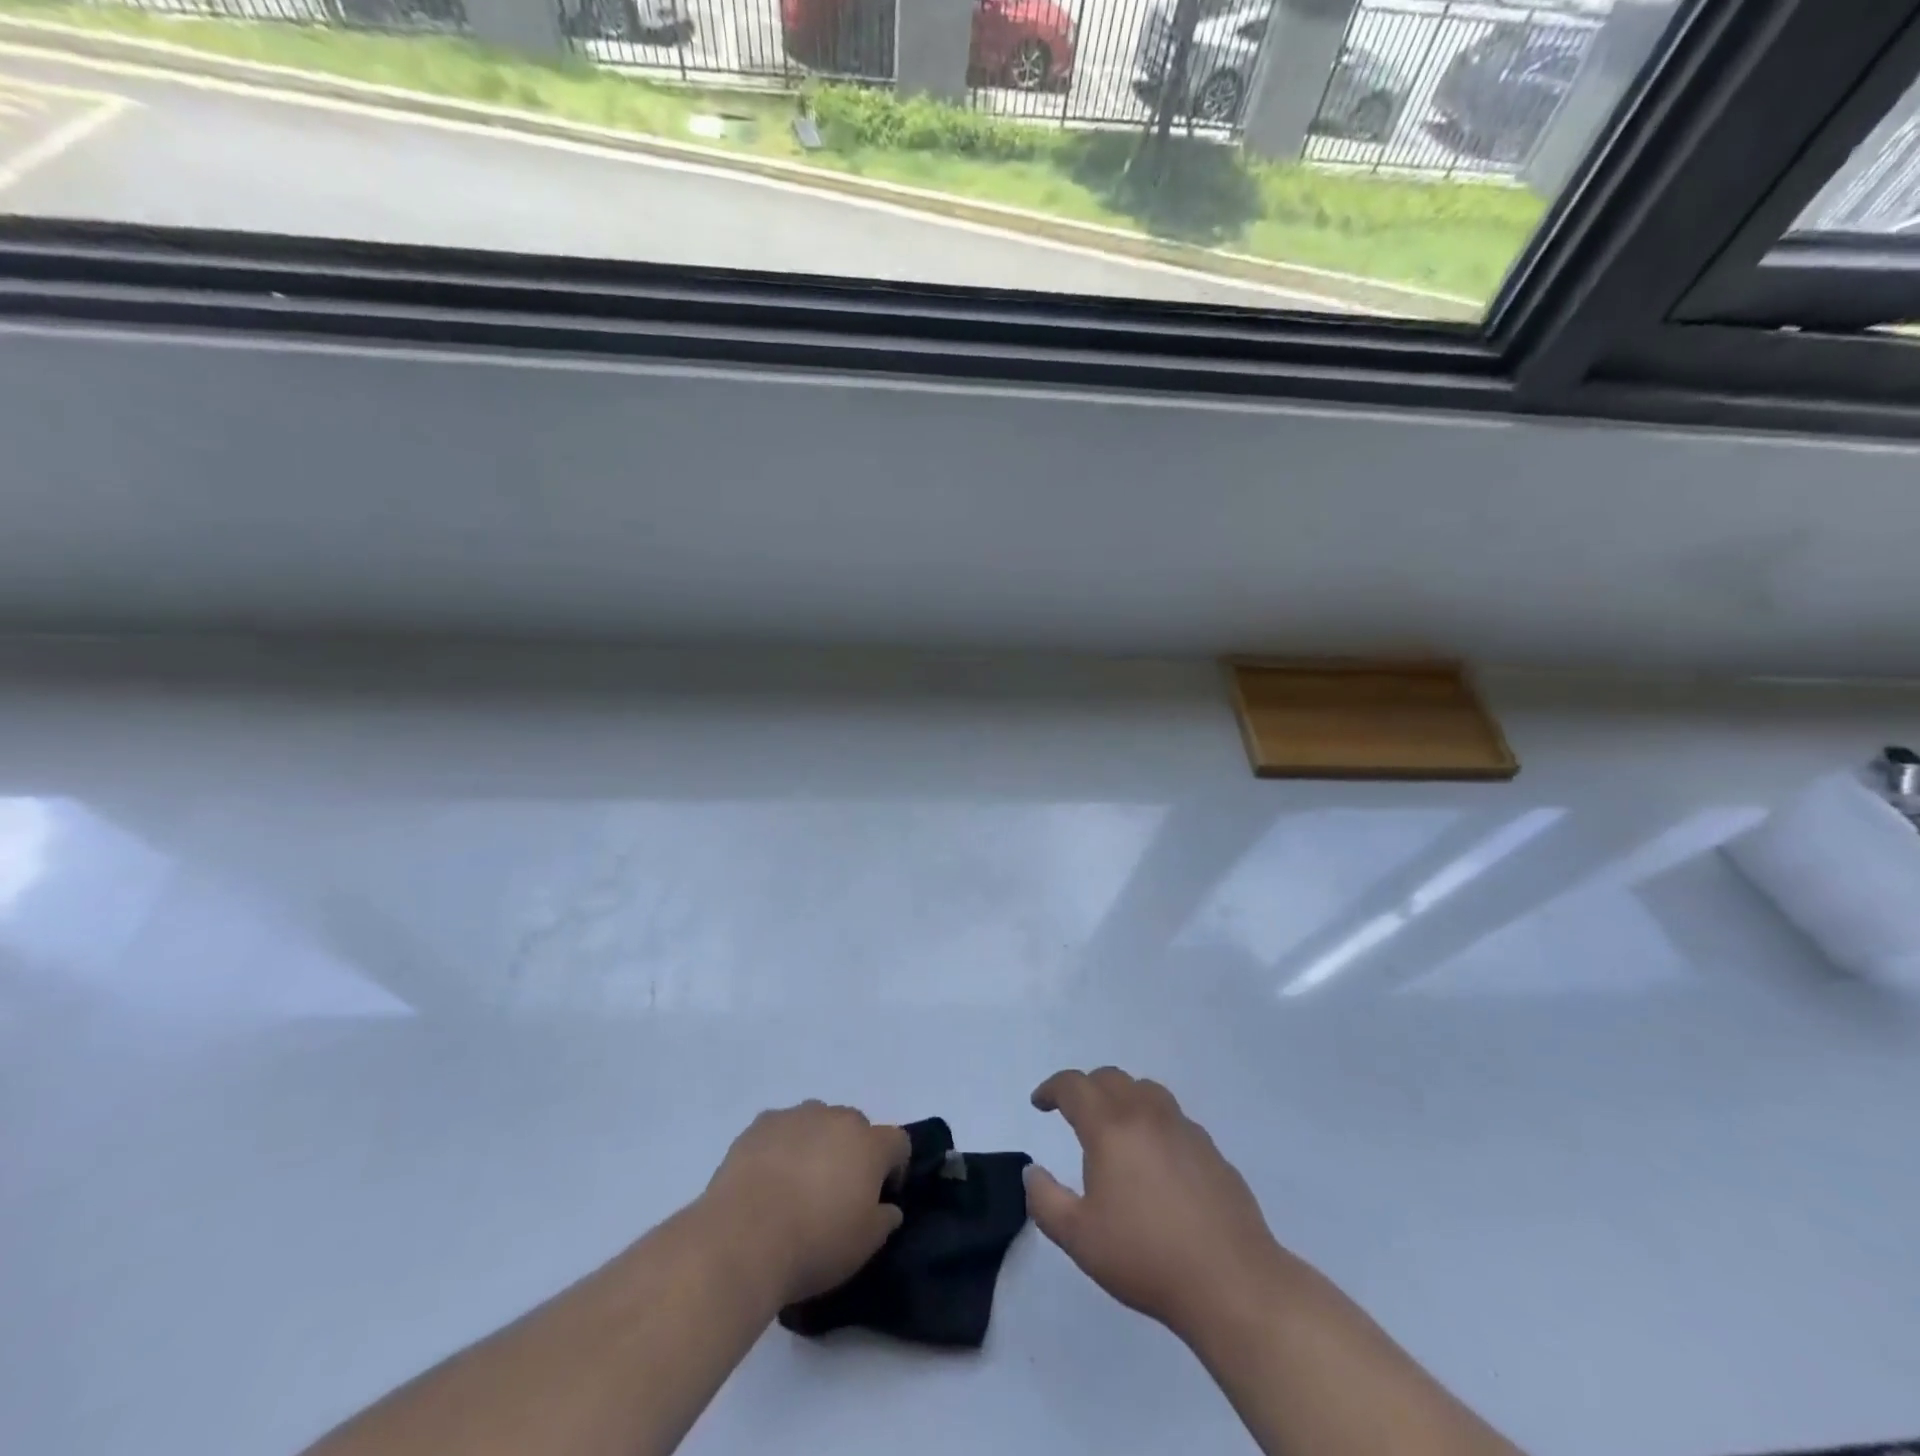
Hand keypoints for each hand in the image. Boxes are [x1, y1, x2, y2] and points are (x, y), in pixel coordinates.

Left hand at [701, 1101, 909, 1306]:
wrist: (743, 1238)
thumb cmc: (814, 1244)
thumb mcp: (864, 1246)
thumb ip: (884, 1220)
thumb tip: (888, 1207)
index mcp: (869, 1144)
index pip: (898, 1142)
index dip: (895, 1167)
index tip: (882, 1196)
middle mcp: (837, 1118)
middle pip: (856, 1127)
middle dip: (853, 1153)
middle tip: (836, 1193)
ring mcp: (797, 1116)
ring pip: (817, 1123)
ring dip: (816, 1145)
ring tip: (797, 1185)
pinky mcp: (761, 1124)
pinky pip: (781, 1129)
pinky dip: (781, 1147)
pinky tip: (767, 1180)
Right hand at [1025, 1067, 1293, 1343]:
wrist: (1231, 1282)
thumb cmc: (1146, 1257)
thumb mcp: (1079, 1237)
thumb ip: (1045, 1200)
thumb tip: (1032, 1172)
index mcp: (1111, 1126)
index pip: (1074, 1086)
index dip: (1051, 1088)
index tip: (1039, 1103)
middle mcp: (1147, 1114)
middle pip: (1110, 1078)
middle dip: (1085, 1088)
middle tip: (1073, 1113)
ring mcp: (1184, 1128)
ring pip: (1145, 1090)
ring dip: (1122, 1097)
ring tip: (1115, 1127)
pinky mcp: (1211, 1150)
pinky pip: (1173, 1118)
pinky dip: (1153, 1121)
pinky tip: (1155, 1159)